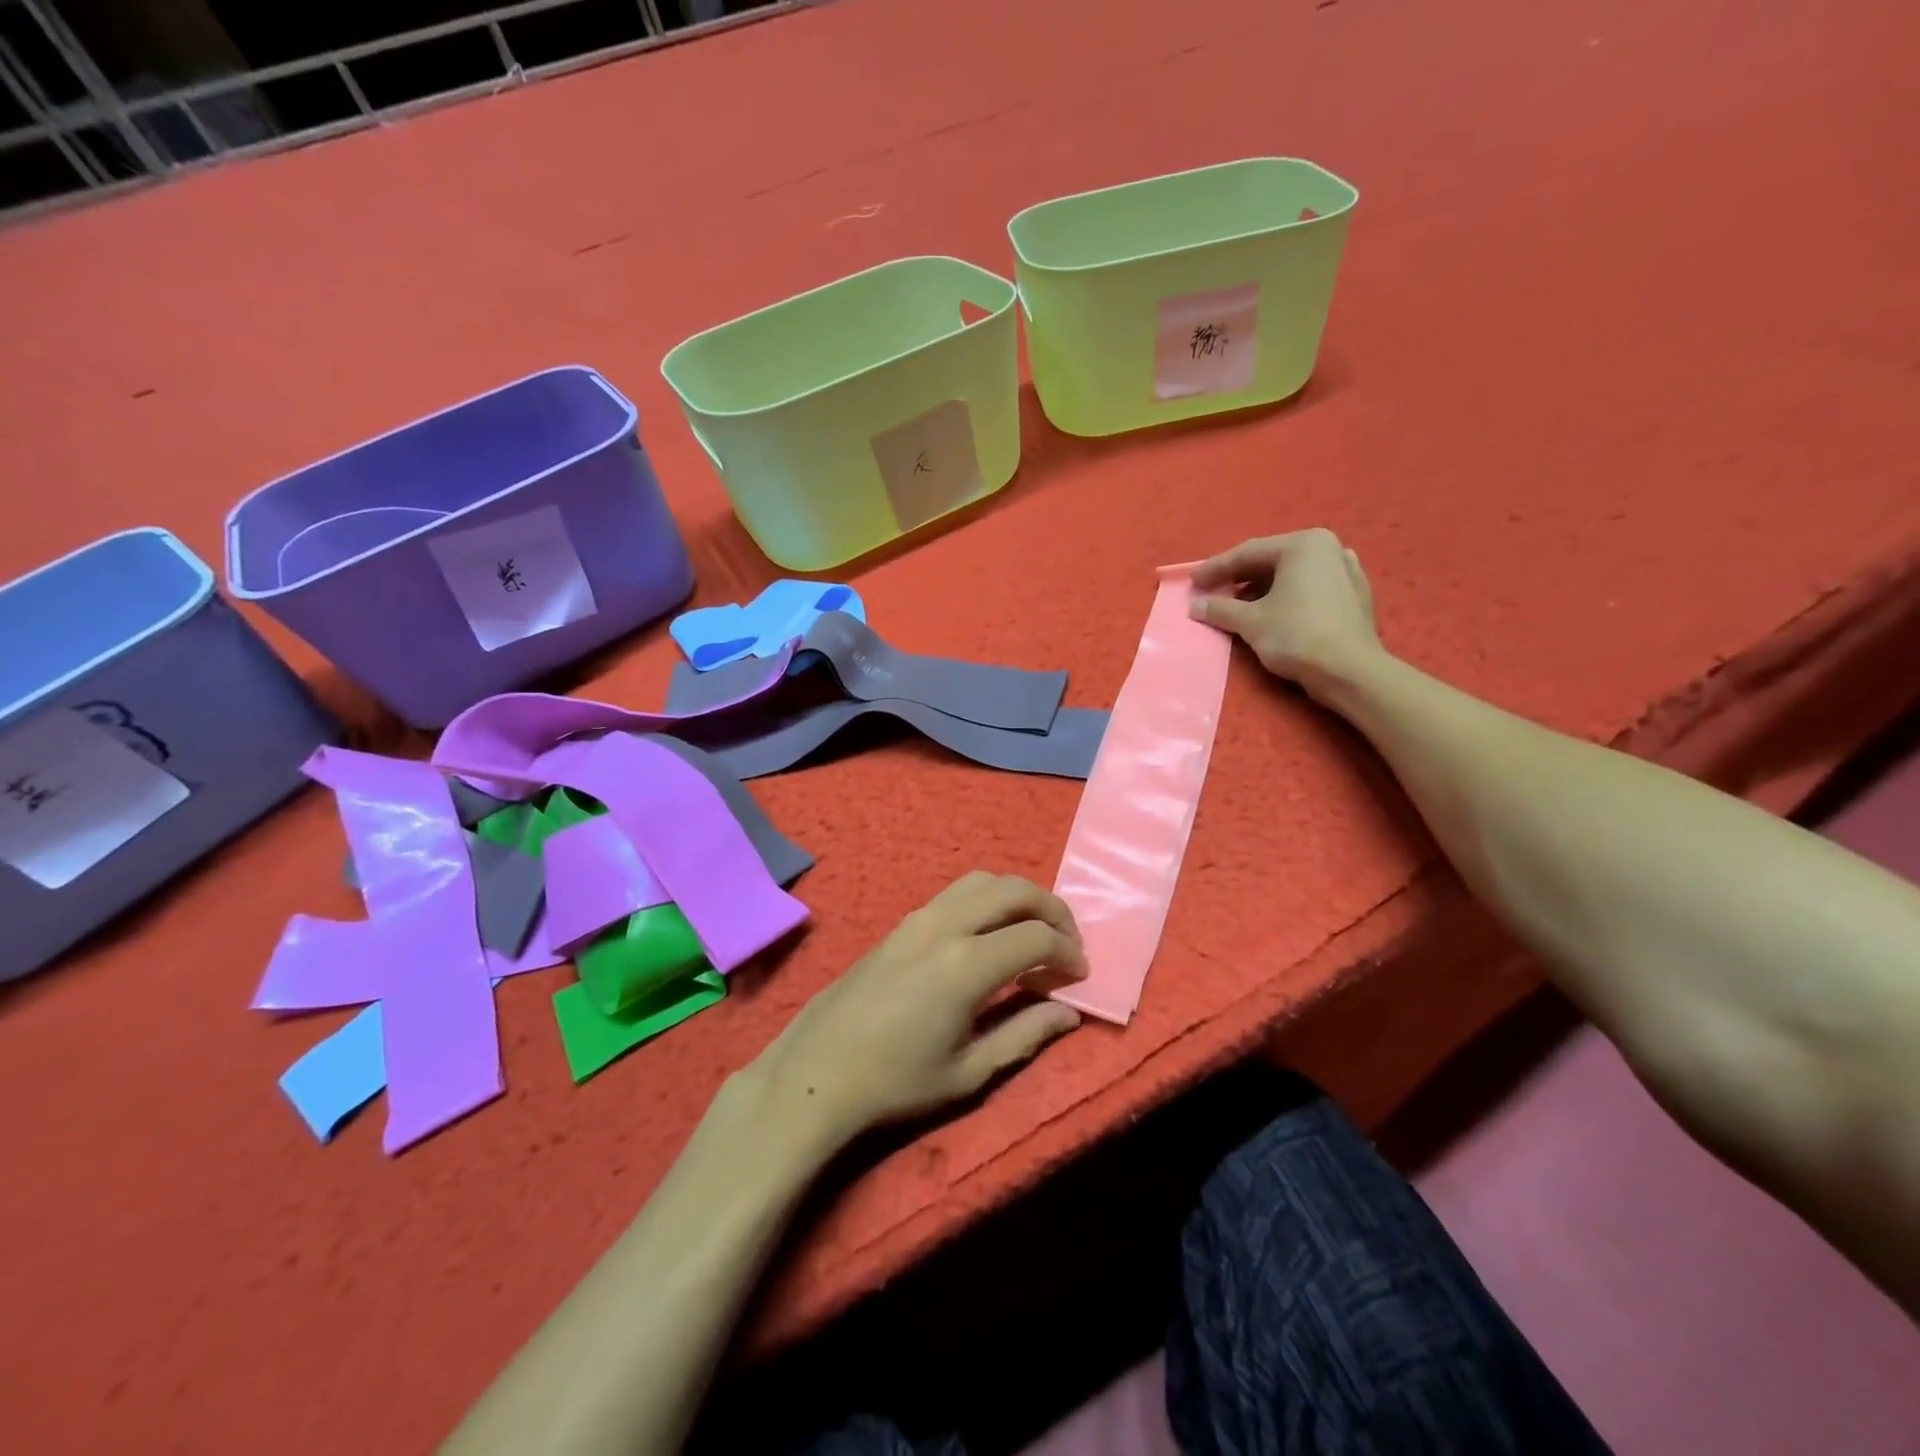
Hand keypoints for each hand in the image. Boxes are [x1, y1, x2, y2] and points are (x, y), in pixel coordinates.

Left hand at [743, 873, 1087, 1149]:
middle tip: (1068, 941)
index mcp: (966, 964)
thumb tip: (1069, 1012)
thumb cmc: (896, 1082)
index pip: (1036, 937)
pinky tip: (989, 935)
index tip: (1080, 974)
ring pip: (981, 881)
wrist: (818, 1072)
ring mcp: (918, 918)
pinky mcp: (901, 923)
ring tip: (1032, 931)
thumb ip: (1025, 1034)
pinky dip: (986, 900)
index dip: (1068, 952)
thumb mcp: (970, 1072)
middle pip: (1012, 890)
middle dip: (1051, 908)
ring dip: (1016, 897)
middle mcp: (945, 926)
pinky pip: (955, 893)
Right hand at [1189, 528, 1382, 697]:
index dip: (1216, 568)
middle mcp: (1329, 548)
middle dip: (1239, 577)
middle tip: (1212, 590)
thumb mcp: (1250, 622)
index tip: (1193, 582)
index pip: (1248, 553)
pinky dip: (1286, 597)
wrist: (1350, 671)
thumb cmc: (1297, 635)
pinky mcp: (1354, 596)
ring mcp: (1346, 570)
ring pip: (1292, 575)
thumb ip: (1220, 609)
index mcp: (1304, 544)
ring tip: (1237, 605)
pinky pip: (1310, 589)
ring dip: (1260, 589)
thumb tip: (1195, 605)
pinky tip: (1270, 613)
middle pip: (1272, 560)